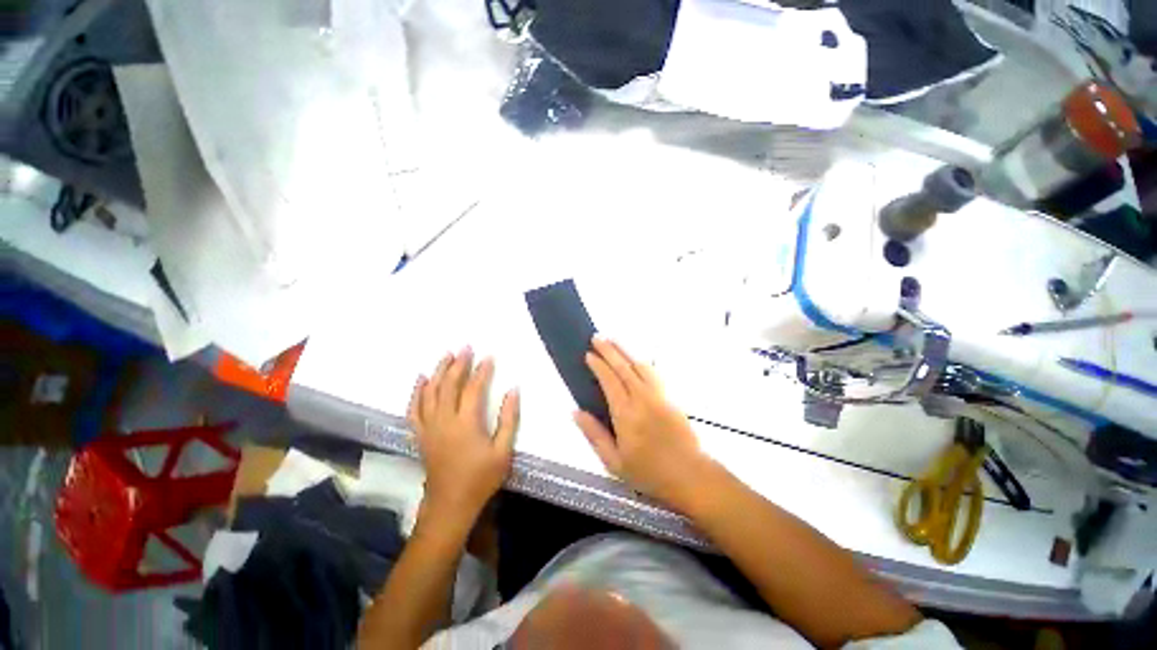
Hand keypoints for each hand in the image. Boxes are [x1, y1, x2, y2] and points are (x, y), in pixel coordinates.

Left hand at [408, 348, 519, 524]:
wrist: (450, 504)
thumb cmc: (481, 478)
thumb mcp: (503, 451)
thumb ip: (508, 419)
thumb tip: (513, 390)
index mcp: (466, 423)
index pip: (473, 389)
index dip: (482, 371)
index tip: (488, 357)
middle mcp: (444, 420)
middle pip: (449, 385)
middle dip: (458, 364)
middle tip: (466, 348)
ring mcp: (429, 427)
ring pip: (430, 392)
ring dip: (438, 372)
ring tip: (446, 356)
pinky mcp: (421, 435)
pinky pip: (414, 409)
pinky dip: (417, 392)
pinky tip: (422, 379)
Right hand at [575, 337, 713, 509]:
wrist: (690, 475)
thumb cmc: (648, 472)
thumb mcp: (614, 462)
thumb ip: (594, 434)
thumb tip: (576, 411)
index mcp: (626, 414)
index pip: (609, 381)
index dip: (598, 365)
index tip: (588, 354)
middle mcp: (643, 398)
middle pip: (624, 367)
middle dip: (609, 350)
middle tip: (597, 337)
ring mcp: (659, 395)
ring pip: (641, 365)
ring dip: (626, 350)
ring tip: (614, 340)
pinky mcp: (671, 397)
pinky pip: (653, 372)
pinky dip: (641, 361)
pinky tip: (635, 359)